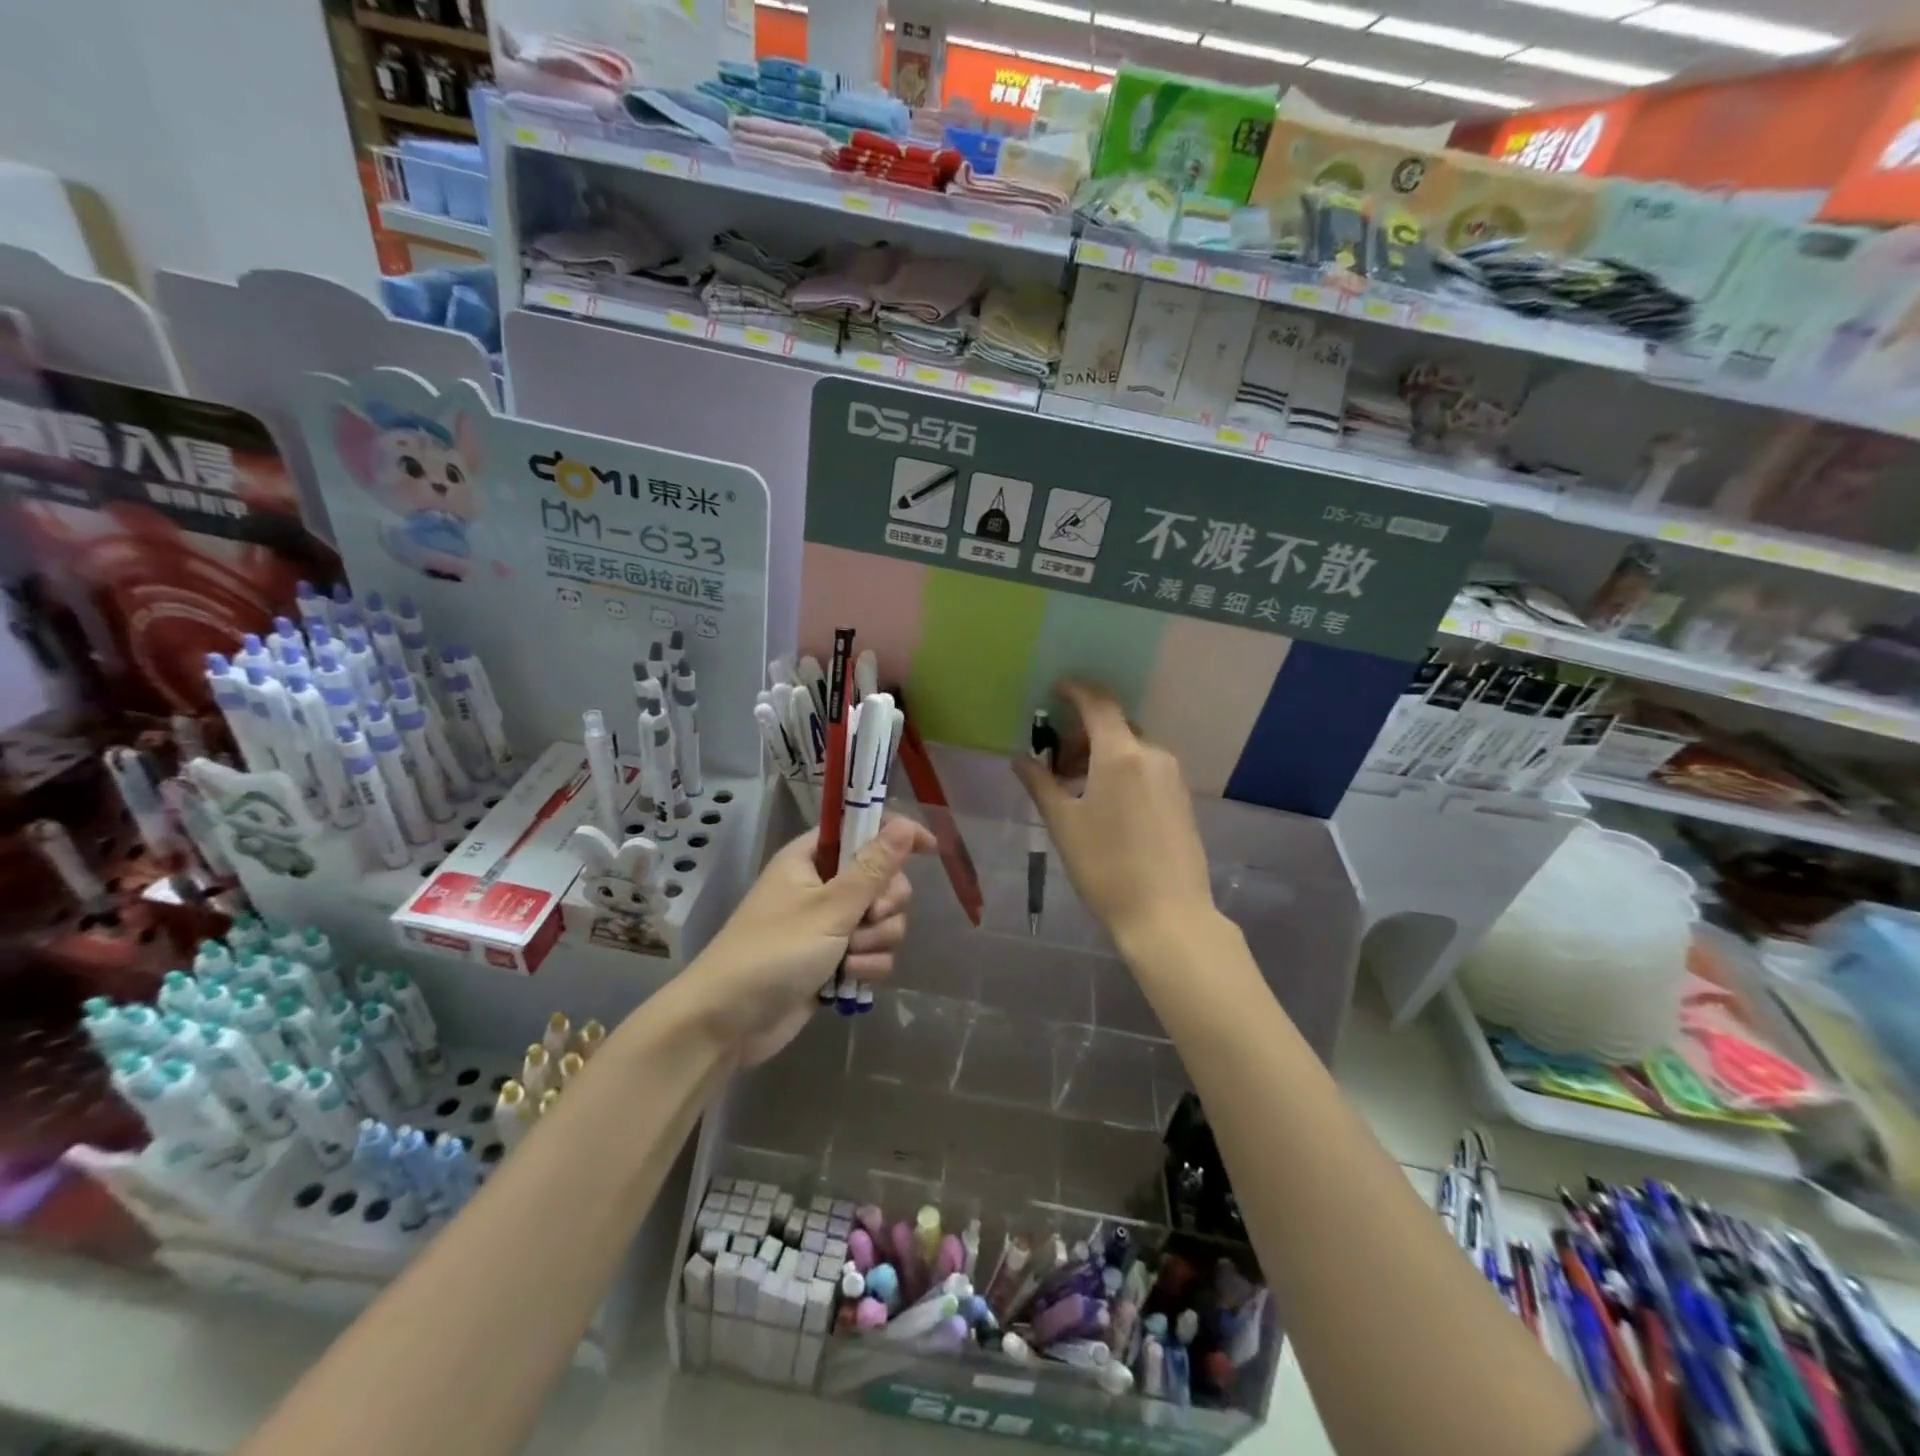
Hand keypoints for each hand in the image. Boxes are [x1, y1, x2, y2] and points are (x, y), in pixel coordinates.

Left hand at [681, 816, 933, 1065]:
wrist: (726, 1023)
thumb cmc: (773, 952)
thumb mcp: (828, 908)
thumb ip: (872, 868)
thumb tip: (905, 825)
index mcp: (812, 858)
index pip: (864, 828)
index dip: (897, 834)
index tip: (929, 848)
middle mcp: (823, 885)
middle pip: (884, 880)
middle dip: (885, 904)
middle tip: (866, 918)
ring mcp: (830, 925)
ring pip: (884, 920)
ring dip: (875, 941)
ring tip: (847, 959)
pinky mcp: (835, 960)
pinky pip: (874, 952)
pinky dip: (867, 966)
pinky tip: (846, 981)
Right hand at [1013, 681, 1212, 945]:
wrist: (1168, 915)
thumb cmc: (1106, 867)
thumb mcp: (1063, 824)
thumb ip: (1040, 783)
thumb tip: (1021, 758)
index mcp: (1121, 754)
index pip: (1097, 704)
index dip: (1074, 691)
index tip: (1054, 692)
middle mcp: (1152, 754)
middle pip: (1114, 726)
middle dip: (1082, 734)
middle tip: (1054, 762)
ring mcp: (1172, 776)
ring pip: (1131, 748)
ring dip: (1101, 754)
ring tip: (1075, 788)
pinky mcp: (1181, 797)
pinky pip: (1146, 768)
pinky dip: (1121, 770)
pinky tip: (1105, 803)